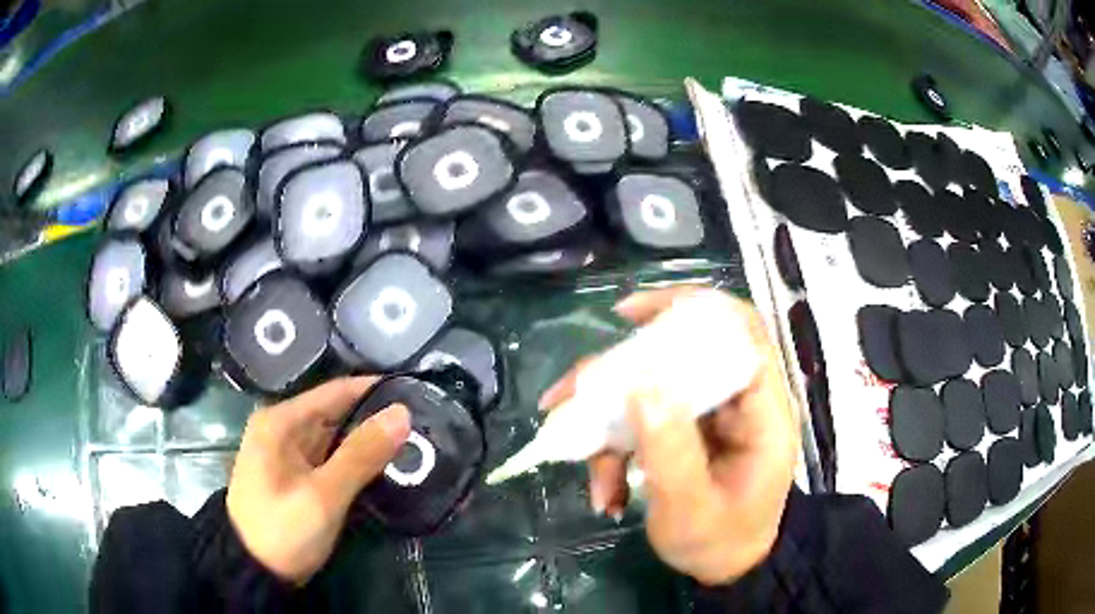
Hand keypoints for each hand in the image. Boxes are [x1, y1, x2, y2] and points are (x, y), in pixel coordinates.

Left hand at [226, 377, 410, 584]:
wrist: (253, 571)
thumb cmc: (282, 530)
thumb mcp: (323, 496)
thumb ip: (361, 455)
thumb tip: (402, 413)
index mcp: (281, 422)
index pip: (336, 392)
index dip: (376, 390)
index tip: (418, 395)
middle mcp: (283, 430)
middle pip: (336, 413)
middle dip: (376, 420)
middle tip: (425, 427)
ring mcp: (288, 455)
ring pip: (335, 438)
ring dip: (368, 443)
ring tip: (415, 445)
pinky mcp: (296, 477)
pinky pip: (331, 460)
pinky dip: (355, 462)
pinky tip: (385, 468)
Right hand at [539, 288, 799, 585]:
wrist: (728, 568)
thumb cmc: (721, 541)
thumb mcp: (691, 508)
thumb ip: (670, 450)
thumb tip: (640, 386)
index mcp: (761, 411)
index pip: (739, 331)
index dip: (690, 308)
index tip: (629, 316)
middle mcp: (736, 402)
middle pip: (679, 357)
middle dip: (621, 376)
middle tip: (575, 396)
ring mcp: (707, 417)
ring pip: (650, 391)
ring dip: (609, 425)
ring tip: (591, 474)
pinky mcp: (684, 432)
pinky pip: (641, 421)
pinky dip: (615, 450)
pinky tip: (605, 491)